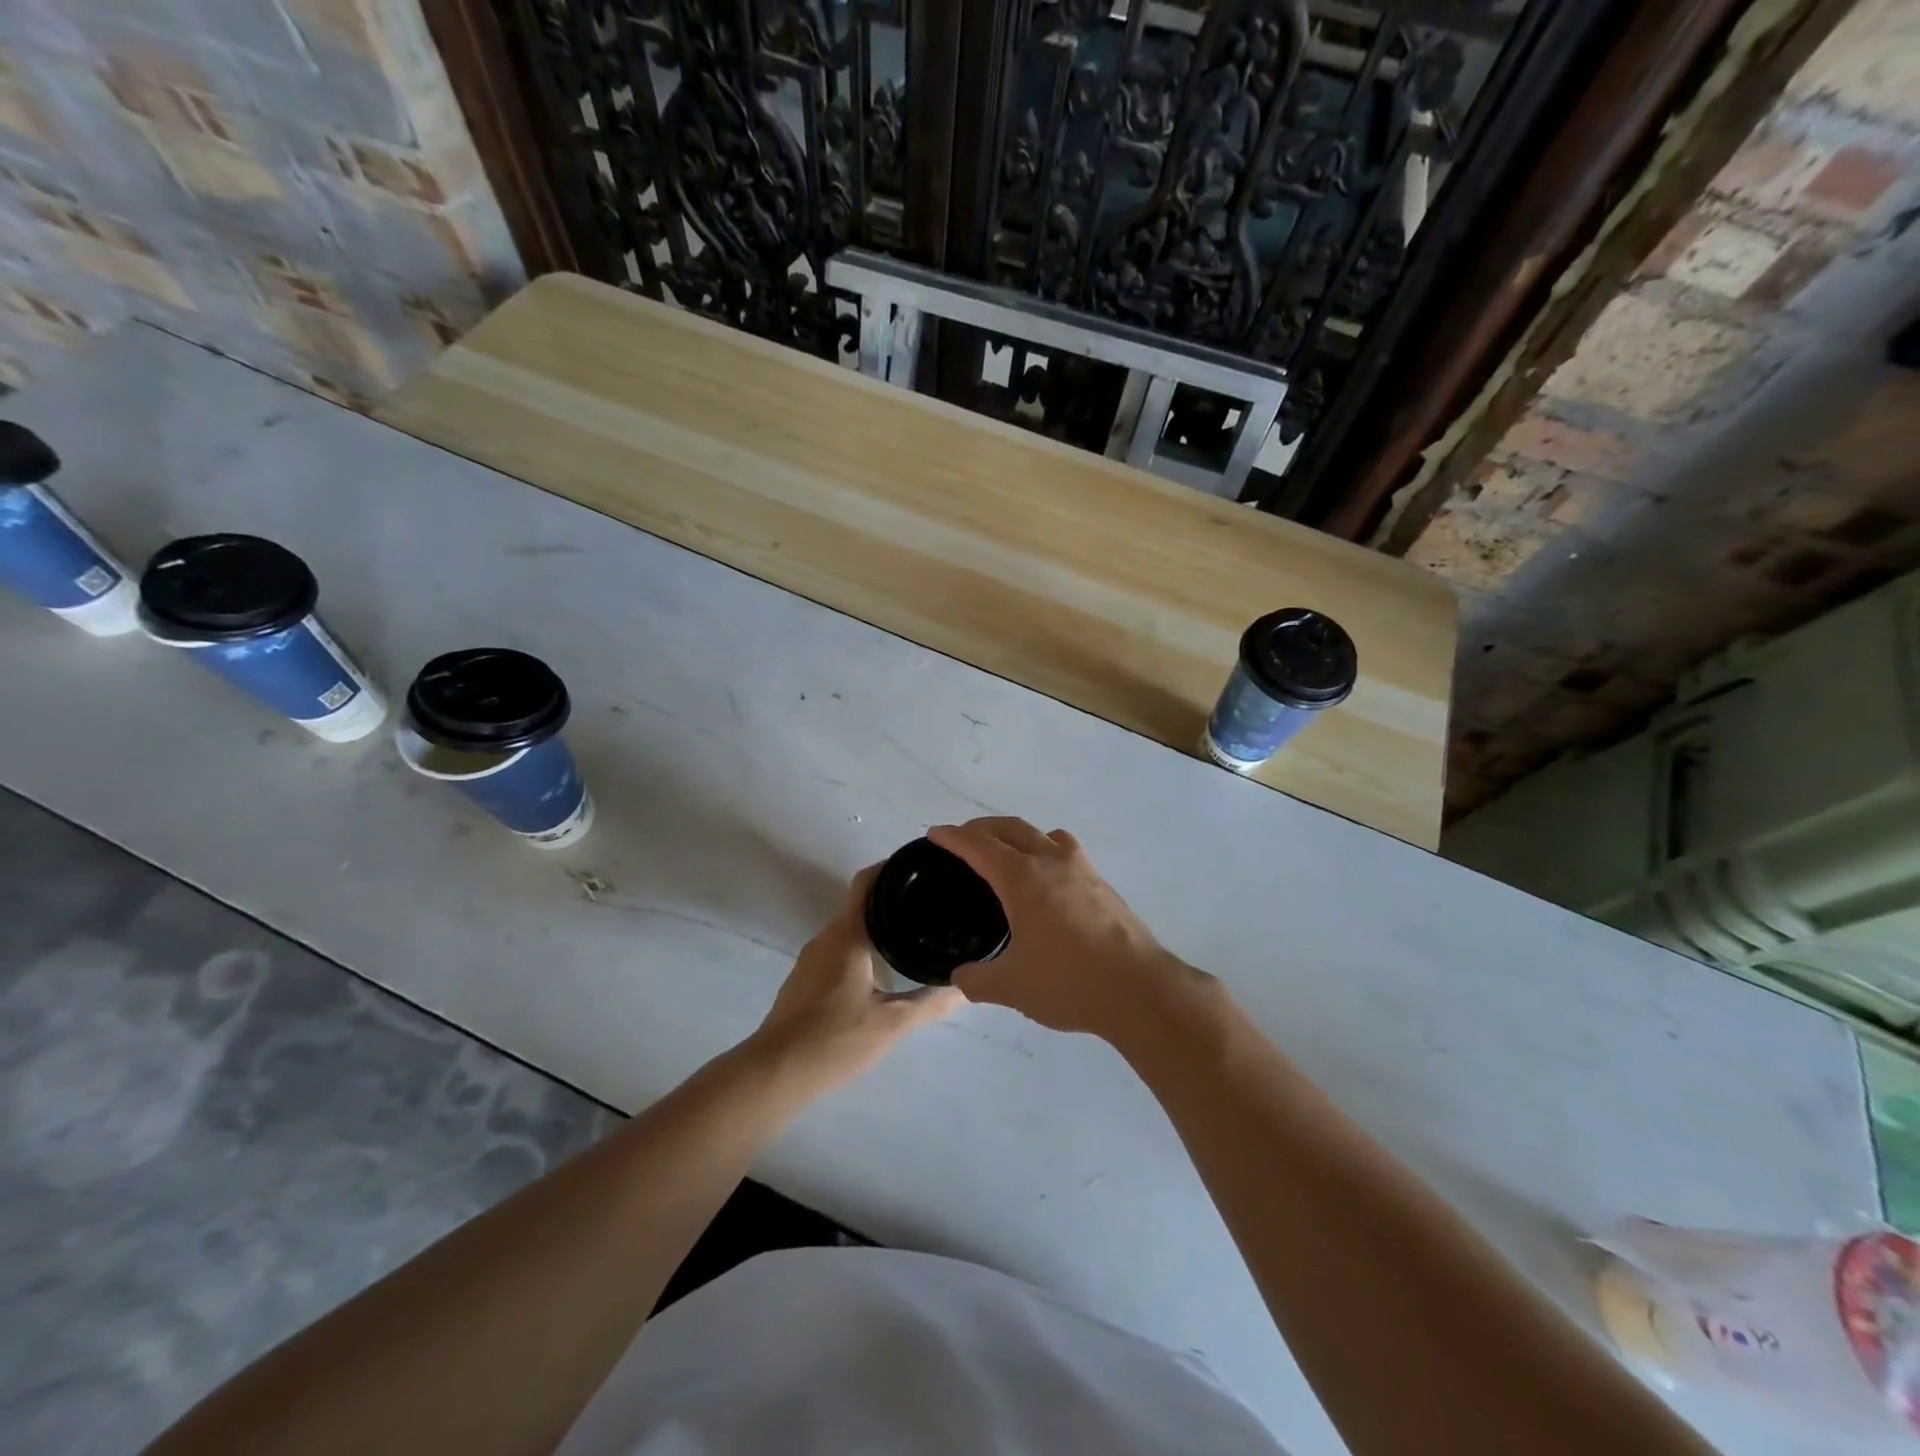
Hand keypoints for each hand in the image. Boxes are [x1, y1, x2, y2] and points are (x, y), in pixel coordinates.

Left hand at [749, 865, 963, 1094]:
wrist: (773, 1074)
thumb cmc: (833, 1040)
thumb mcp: (891, 1024)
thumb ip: (931, 1002)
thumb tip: (967, 987)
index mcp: (846, 935)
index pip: (867, 882)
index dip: (892, 867)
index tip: (922, 866)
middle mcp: (826, 938)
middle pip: (861, 903)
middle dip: (894, 899)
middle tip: (932, 904)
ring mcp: (812, 959)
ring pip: (850, 928)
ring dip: (879, 925)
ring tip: (916, 932)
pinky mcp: (806, 980)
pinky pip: (840, 949)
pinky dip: (864, 947)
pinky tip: (885, 967)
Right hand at [928, 817, 1197, 1039]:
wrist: (1138, 989)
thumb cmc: (1068, 981)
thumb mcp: (1011, 987)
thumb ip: (977, 980)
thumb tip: (961, 977)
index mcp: (1022, 878)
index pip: (979, 846)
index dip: (953, 837)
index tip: (935, 833)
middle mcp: (1051, 862)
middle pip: (1011, 828)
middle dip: (983, 828)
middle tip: (964, 838)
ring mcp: (1082, 869)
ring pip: (1043, 834)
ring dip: (1018, 834)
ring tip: (1007, 851)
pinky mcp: (1103, 884)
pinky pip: (1066, 851)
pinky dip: (1046, 850)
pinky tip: (1048, 879)